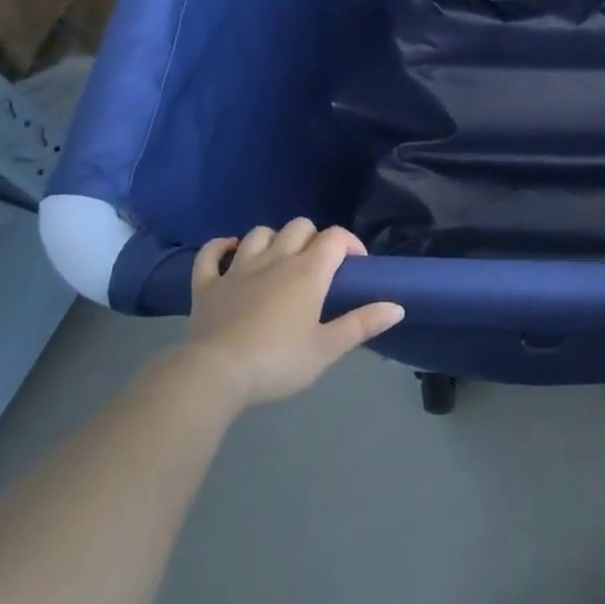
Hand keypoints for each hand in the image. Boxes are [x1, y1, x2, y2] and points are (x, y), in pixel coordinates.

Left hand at [186, 220, 403, 409]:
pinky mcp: (206, 285)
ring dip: (274, 239)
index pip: (335, 237)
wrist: (215, 376)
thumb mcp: (328, 349)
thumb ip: (362, 324)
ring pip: (260, 233)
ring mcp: (237, 269)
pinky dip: (221, 247)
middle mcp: (275, 259)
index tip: (356, 265)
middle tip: (319, 266)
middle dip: (314, 238)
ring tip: (280, 260)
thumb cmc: (278, 362)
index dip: (350, 243)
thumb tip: (398, 306)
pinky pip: (211, 253)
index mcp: (308, 271)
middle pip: (299, 227)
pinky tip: (230, 252)